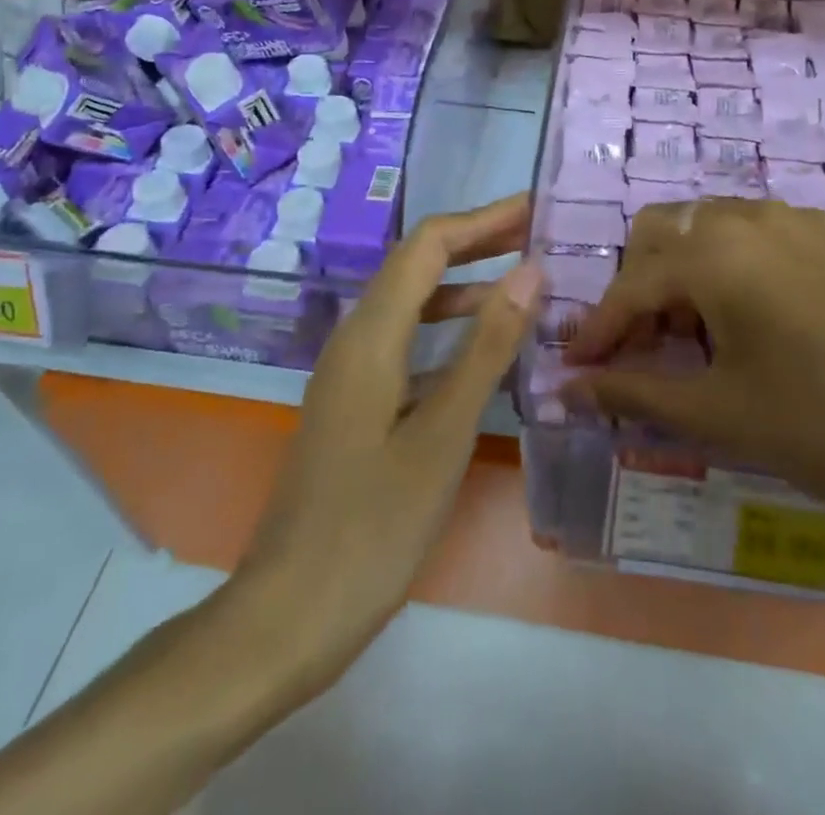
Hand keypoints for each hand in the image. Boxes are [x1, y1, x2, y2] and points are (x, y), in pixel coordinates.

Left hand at [213, 194, 541, 714]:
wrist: (288, 615)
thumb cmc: (373, 527)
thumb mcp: (444, 434)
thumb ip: (488, 347)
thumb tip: (529, 271)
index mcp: (372, 335)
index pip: (428, 245)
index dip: (482, 219)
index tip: (535, 209)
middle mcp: (355, 338)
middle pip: (417, 264)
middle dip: (476, 241)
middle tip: (536, 234)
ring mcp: (350, 371)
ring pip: (411, 303)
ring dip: (463, 284)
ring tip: (521, 284)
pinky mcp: (354, 402)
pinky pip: (406, 341)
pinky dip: (446, 328)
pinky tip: (482, 351)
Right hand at [562, 197, 824, 550]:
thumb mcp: (721, 413)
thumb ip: (633, 391)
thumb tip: (563, 389)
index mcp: (714, 252)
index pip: (630, 285)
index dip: (598, 330)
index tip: (574, 369)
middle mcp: (748, 216)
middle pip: (661, 233)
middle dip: (637, 287)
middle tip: (641, 351)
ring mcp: (796, 220)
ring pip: (707, 227)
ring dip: (681, 272)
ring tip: (694, 339)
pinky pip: (753, 234)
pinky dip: (727, 265)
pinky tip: (748, 320)